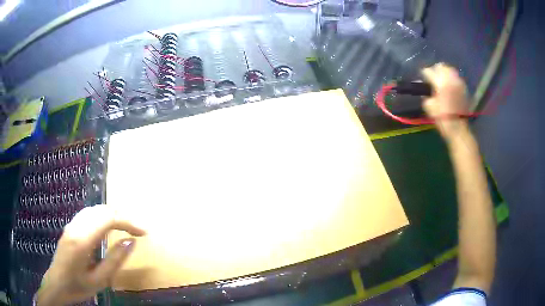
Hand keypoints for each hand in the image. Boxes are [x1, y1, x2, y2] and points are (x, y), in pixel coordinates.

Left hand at [36, 205, 145, 305]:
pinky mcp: (70, 227)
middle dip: (123, 216)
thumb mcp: (99, 280)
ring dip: (113, 215)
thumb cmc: (78, 286)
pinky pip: (89, 214)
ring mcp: (72, 224)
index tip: (144, 232)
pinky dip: (103, 216)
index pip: (108, 219)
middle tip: (138, 230)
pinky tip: (108, 226)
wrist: (57, 284)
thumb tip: (131, 242)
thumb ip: (115, 260)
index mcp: (83, 240)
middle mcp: (76, 226)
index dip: (128, 222)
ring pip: (95, 209)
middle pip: (102, 210)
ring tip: (127, 227)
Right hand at [422, 63, 470, 141]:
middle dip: (435, 70)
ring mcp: (459, 82)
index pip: (428, 71)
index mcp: (440, 82)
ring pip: (450, 70)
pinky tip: (450, 86)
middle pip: (441, 66)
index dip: (424, 74)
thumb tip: (424, 90)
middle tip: (433, 77)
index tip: (422, 79)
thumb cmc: (442, 118)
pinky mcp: (464, 88)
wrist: (458, 128)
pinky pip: (456, 78)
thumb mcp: (429, 107)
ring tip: (442, 80)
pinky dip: (452, 79)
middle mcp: (450, 79)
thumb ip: (425, 95)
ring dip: (445, 73)